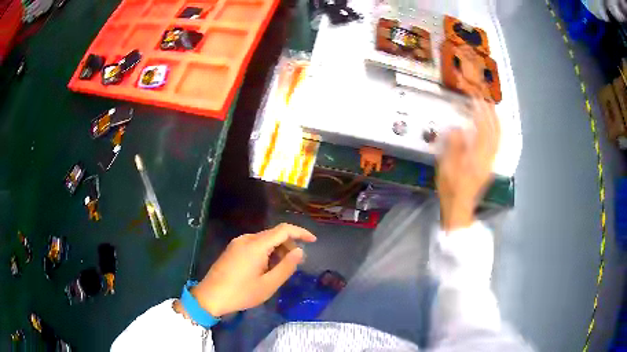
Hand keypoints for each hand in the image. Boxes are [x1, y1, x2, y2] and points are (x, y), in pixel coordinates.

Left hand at [190, 223, 316, 316]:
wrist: (210, 296)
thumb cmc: (241, 293)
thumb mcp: (268, 284)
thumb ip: (286, 267)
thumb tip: (299, 252)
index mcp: (256, 245)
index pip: (283, 230)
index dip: (300, 232)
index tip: (313, 241)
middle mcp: (246, 238)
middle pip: (274, 235)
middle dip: (288, 246)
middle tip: (295, 264)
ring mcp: (237, 243)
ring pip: (264, 240)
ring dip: (277, 250)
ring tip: (279, 270)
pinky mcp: (232, 249)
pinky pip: (254, 245)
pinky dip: (265, 252)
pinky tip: (265, 268)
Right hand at [437, 96, 499, 230]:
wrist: (460, 207)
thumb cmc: (451, 187)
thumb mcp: (447, 166)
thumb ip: (454, 145)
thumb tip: (458, 128)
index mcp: (478, 155)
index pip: (482, 128)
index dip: (479, 112)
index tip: (474, 99)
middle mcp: (488, 157)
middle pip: (495, 131)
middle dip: (491, 114)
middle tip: (485, 99)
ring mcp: (490, 162)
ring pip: (498, 138)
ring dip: (496, 122)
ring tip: (492, 109)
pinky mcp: (489, 166)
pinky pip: (497, 144)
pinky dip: (497, 132)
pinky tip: (493, 128)